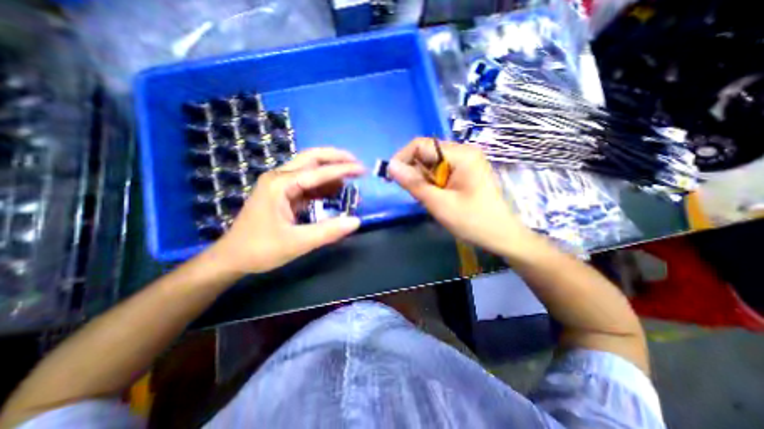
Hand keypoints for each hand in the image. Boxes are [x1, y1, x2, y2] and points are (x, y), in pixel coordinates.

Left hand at [208, 148, 362, 274]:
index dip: (343, 170)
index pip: (318, 172)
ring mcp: (280, 185)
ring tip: (351, 180)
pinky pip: (307, 184)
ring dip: (331, 172)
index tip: (363, 170)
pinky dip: (324, 186)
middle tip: (357, 164)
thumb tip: (356, 221)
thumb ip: (328, 231)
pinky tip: (336, 192)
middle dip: (336, 158)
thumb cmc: (260, 249)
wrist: (232, 258)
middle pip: (311, 158)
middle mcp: (279, 178)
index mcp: (280, 185)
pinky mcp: (283, 194)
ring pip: (310, 169)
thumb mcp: (296, 243)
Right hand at [388, 138, 533, 253]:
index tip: (391, 178)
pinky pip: (440, 171)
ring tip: (429, 199)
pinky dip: (432, 183)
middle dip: (414, 172)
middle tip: (414, 195)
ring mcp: (465, 161)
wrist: (502, 236)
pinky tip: (437, 197)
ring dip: (423, 180)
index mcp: (461, 155)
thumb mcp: (439, 204)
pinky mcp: (465, 171)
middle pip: (426, 153)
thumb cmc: (473, 221)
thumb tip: (390, 166)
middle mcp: (463, 152)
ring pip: (431, 163)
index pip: (421, 144)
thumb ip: (414, 184)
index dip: (402, 158)